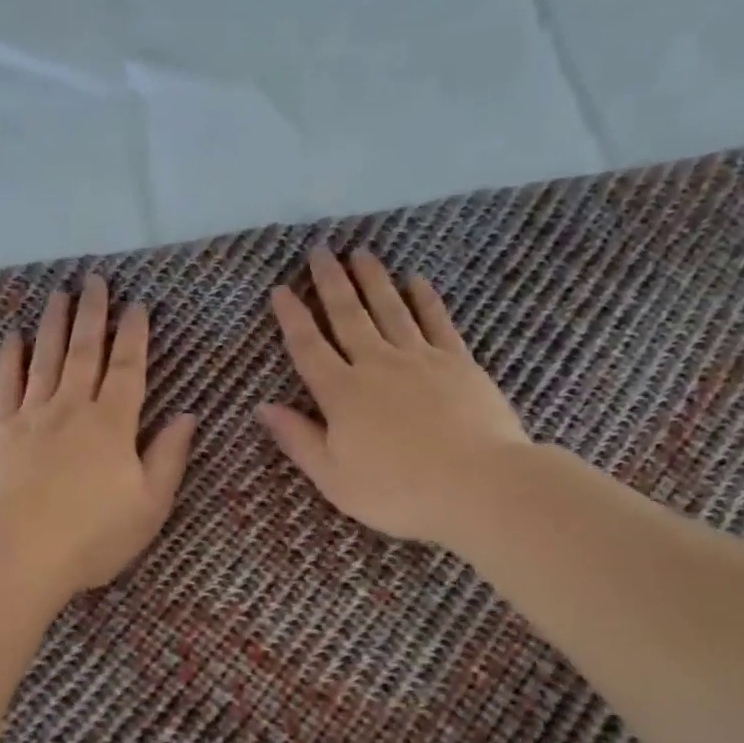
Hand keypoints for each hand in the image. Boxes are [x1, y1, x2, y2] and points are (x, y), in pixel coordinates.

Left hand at [0, 274, 196, 596]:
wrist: (18, 552)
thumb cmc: (93, 535)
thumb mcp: (149, 505)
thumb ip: (168, 457)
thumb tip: (188, 416)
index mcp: (113, 424)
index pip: (129, 368)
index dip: (135, 335)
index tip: (136, 305)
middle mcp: (73, 408)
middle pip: (86, 351)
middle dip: (93, 314)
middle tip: (95, 280)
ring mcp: (32, 416)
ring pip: (46, 358)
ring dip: (54, 324)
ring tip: (59, 293)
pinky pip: (5, 384)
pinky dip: (10, 358)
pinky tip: (14, 337)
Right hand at [258, 247, 530, 547]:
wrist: (480, 486)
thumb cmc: (398, 492)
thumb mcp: (334, 478)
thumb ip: (298, 439)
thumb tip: (263, 407)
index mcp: (341, 394)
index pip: (308, 347)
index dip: (291, 317)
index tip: (280, 289)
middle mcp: (376, 365)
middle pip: (347, 315)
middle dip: (330, 282)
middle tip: (320, 251)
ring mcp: (420, 359)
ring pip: (390, 309)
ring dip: (373, 279)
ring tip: (360, 253)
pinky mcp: (458, 362)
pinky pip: (437, 321)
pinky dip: (425, 299)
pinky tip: (416, 280)